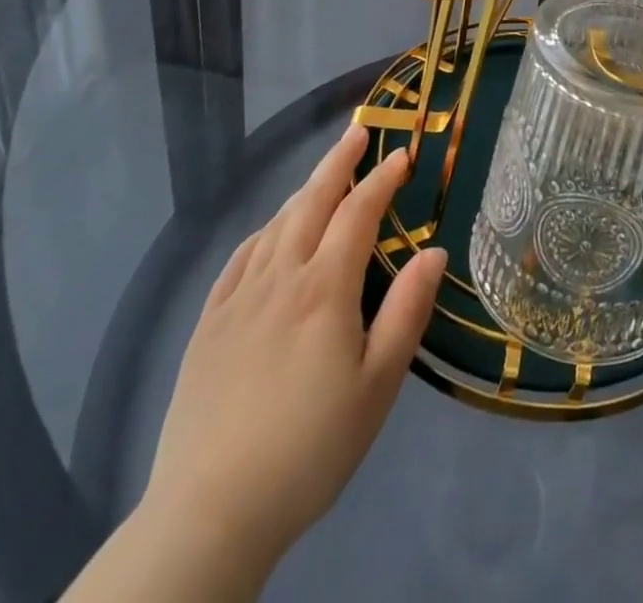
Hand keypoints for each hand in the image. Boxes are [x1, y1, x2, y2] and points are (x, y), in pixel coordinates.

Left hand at [142, 126, 445, 575]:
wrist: (210, 512)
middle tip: (358, 131)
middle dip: (338, 162)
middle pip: (311, 201)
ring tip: (324, 175)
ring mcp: (237, 299)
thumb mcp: (377, 385)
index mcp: (324, 288)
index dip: (382, 179)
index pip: (359, 213)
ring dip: (304, 190)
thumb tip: (434, 251)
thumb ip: (407, 311)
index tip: (402, 155)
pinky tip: (270, 232)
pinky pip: (240, 257)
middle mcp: (279, 277)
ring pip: (275, 224)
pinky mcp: (208, 324)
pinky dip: (264, 230)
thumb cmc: (310, 448)